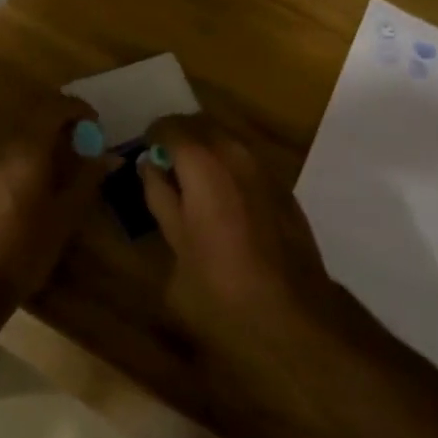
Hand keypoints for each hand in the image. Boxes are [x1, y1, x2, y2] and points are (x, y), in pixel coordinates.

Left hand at [0, 98, 114, 298]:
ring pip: (6, 138)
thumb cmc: (25, 252)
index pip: (54, 107)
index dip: (76, 109)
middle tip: (71, 151)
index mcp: (26, 149)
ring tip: (41, 174)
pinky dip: (4, 162)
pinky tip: (10, 191)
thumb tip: (108, 155)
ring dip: (28, 146)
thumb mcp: (65, 217)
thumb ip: (86, 178)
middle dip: (54, 128)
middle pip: (30, 120)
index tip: (91, 125)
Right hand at [137, 115, 331, 328]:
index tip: (145, 156)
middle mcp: (235, 153)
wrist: (292, 312)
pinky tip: (221, 199)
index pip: (170, 127)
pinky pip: (245, 159)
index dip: (153, 137)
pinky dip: (226, 165)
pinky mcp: (281, 185)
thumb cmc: (220, 284)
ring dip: (204, 149)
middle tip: (164, 165)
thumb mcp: (175, 242)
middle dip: (179, 137)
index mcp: (203, 164)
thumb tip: (150, 168)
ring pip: (225, 139)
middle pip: (200, 124)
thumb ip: (160, 197)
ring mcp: (263, 167)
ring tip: (190, 182)